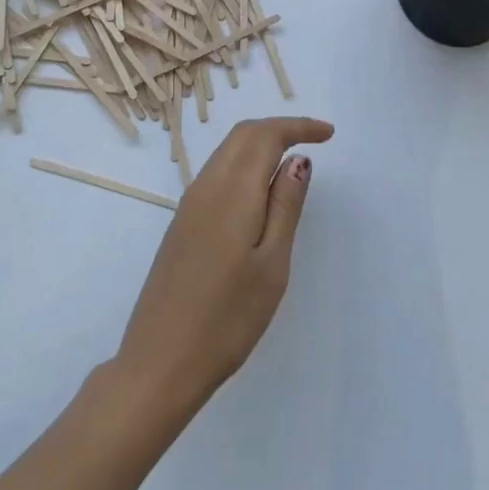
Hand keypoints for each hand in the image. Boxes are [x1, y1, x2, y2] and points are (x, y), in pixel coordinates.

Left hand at [114, 115, 334, 418]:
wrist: (160, 362)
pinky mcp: (182, 225)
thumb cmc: (227, 318)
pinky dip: (244, 166)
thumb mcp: (272, 263)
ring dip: (260, 145)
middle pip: (242, 136)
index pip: (264, 135)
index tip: (328, 134)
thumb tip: (298, 159)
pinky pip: (217, 175)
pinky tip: (260, 192)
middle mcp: (206, 187)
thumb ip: (285, 206)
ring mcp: (189, 206)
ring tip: (292, 162)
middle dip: (279, 128)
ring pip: (227, 153)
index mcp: (231, 191)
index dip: (298, 126)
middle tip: (315, 139)